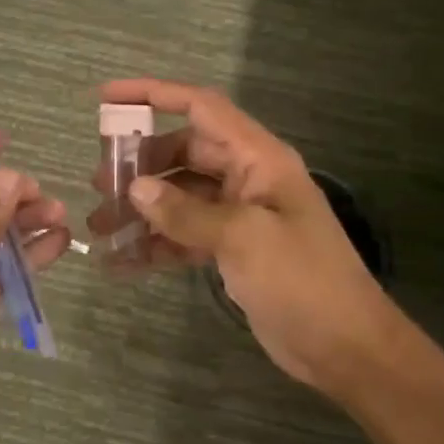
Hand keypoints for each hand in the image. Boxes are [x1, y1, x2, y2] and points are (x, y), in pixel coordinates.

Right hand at [93, 79, 394, 399]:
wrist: (346, 348)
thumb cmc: (302, 281)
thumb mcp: (244, 239)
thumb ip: (186, 211)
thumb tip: (136, 188)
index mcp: (259, 158)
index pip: (201, 108)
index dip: (153, 95)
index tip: (106, 98)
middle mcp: (247, 178)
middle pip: (182, 154)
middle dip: (139, 166)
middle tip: (98, 184)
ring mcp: (239, 215)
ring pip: (179, 197)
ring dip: (141, 209)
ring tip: (100, 226)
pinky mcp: (232, 250)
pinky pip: (185, 234)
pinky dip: (155, 243)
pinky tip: (121, 261)